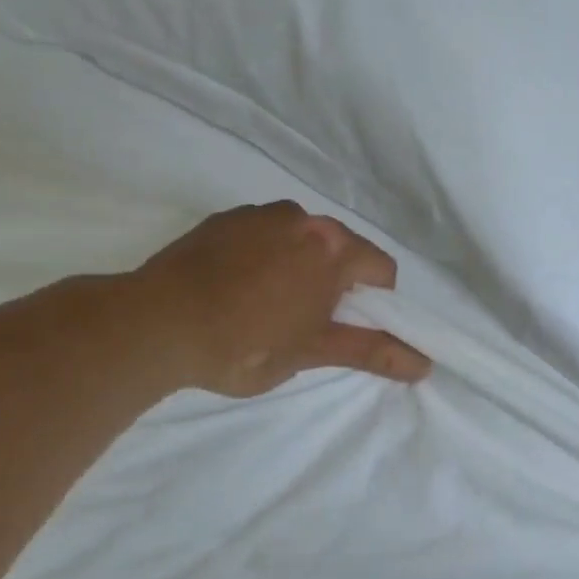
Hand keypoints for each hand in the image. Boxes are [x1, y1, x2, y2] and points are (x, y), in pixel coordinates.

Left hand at [124, 202, 431, 398]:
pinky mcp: (223, 218)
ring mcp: (259, 214)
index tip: (341, 328)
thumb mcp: (312, 352)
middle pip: (342, 250)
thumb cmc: (244, 344)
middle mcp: (302, 218)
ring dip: (299, 267)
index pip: (381, 269)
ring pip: (301, 241)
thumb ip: (372, 351)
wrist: (154, 325)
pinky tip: (234, 289)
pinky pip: (263, 235)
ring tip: (264, 306)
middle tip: (303, 323)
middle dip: (334, 283)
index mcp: (332, 248)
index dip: (373, 303)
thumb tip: (424, 365)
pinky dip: (264, 256)